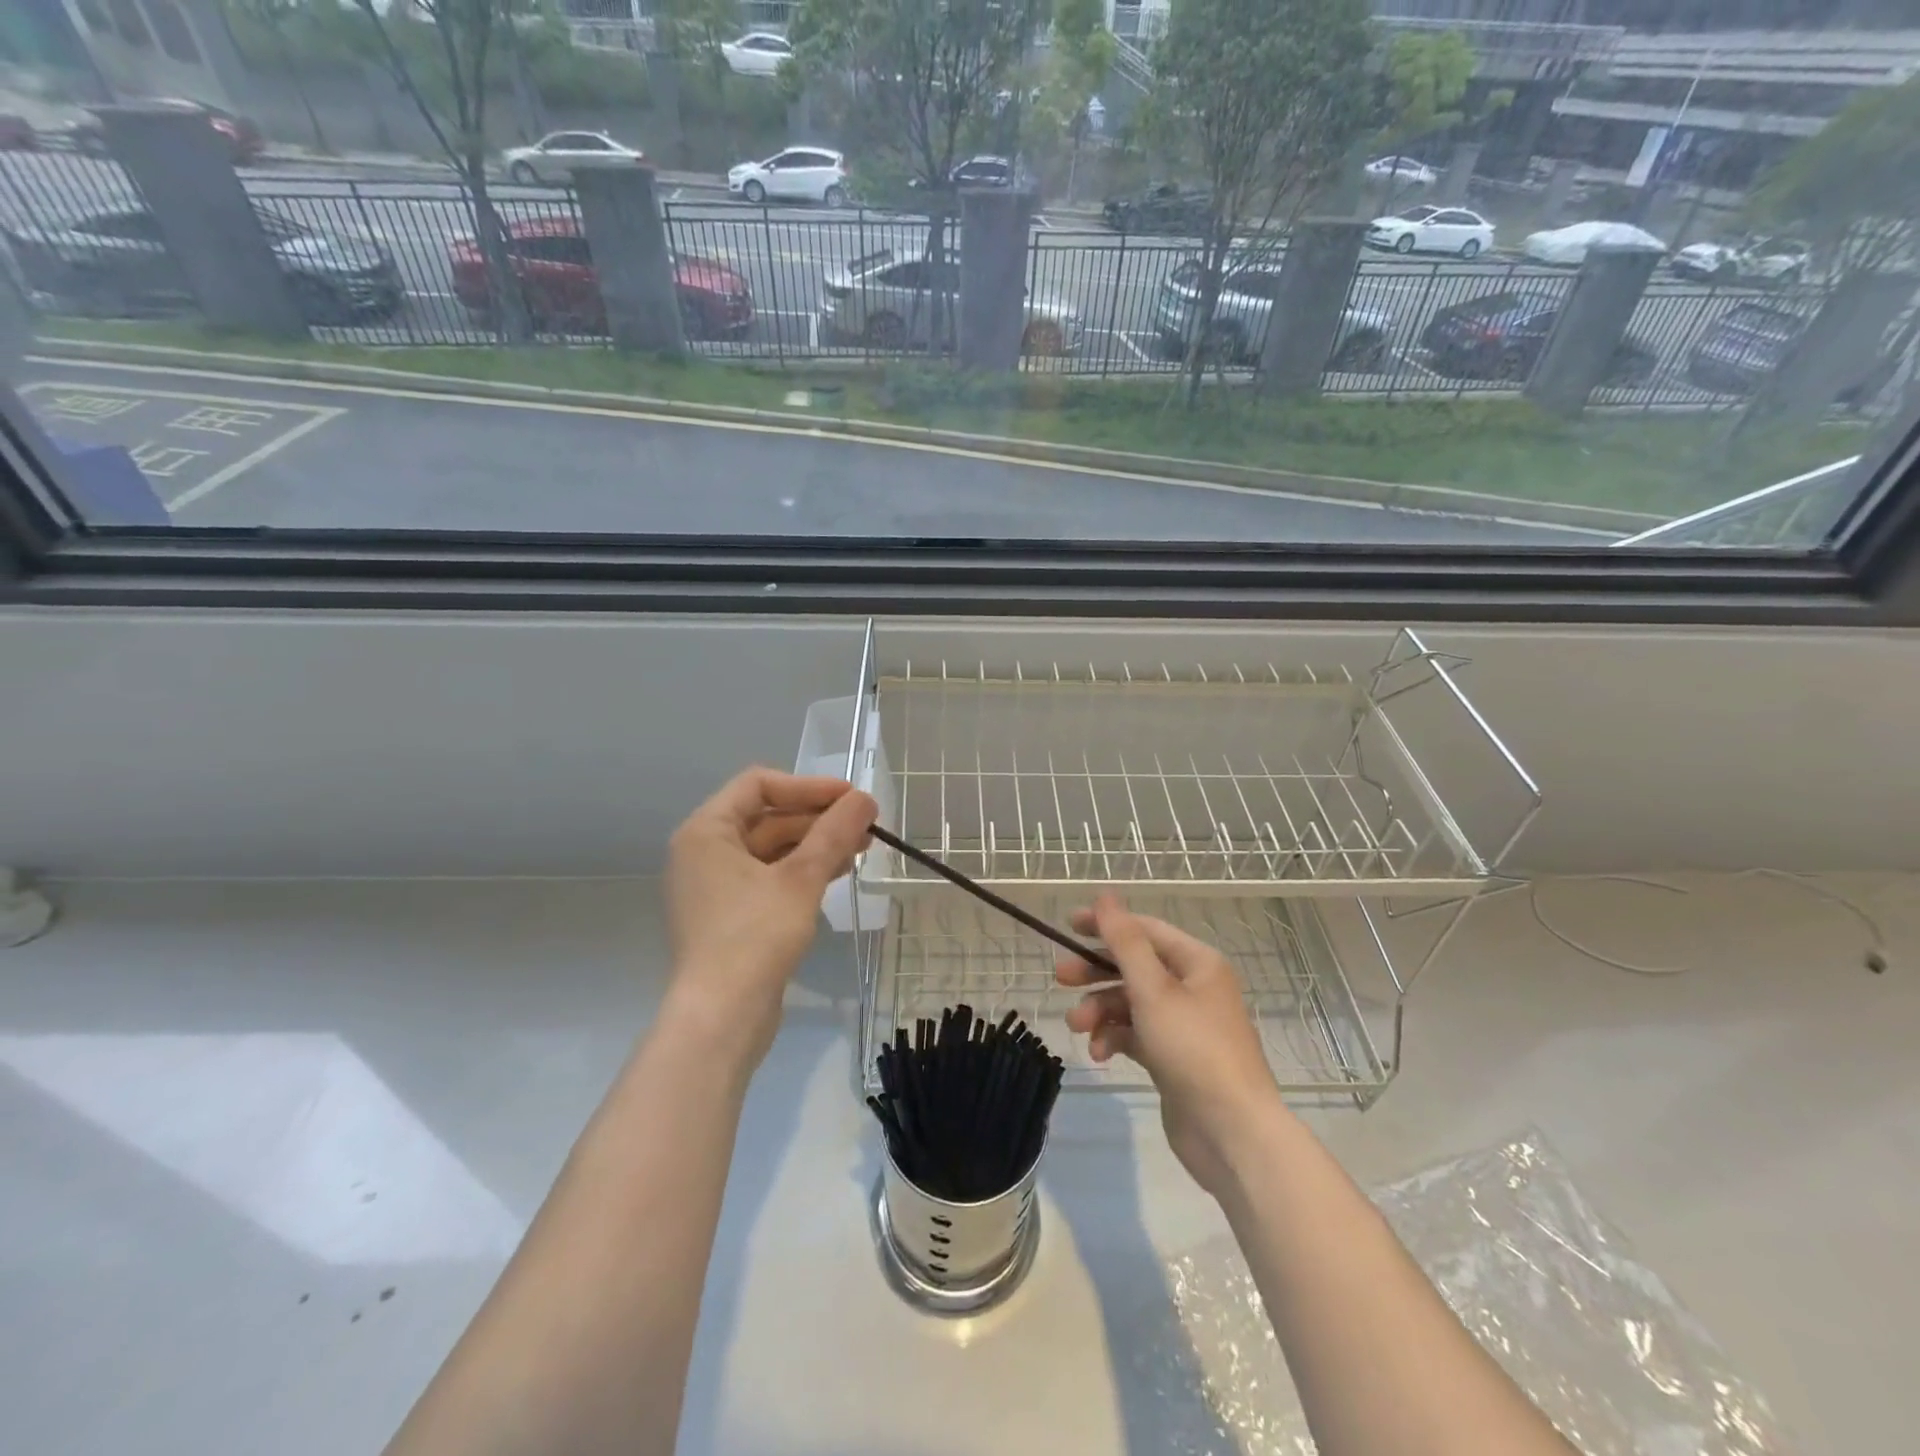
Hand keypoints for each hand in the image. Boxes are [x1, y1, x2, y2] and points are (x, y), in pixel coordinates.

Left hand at [664, 767, 877, 1069]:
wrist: (721, 1018)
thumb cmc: (755, 936)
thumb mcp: (801, 879)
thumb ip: (834, 833)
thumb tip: (865, 797)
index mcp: (707, 831)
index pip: (758, 784)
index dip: (808, 786)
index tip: (850, 798)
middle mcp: (704, 852)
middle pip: (767, 816)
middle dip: (818, 818)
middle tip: (866, 825)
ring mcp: (715, 886)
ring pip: (772, 848)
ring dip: (816, 844)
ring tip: (862, 848)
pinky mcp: (730, 916)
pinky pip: (769, 877)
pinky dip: (802, 870)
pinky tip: (838, 873)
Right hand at [1056, 895, 1281, 1196]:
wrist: (1232, 1133)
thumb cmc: (1194, 1049)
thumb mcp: (1153, 990)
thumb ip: (1125, 941)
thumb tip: (1106, 896)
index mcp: (1196, 963)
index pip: (1144, 929)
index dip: (1105, 925)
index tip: (1067, 926)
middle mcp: (1192, 988)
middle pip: (1134, 966)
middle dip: (1096, 972)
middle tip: (1060, 978)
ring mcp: (1183, 1025)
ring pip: (1131, 1003)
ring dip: (1101, 1010)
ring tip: (1078, 1027)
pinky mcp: (1173, 1057)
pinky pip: (1136, 1034)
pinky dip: (1115, 1038)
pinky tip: (1100, 1054)